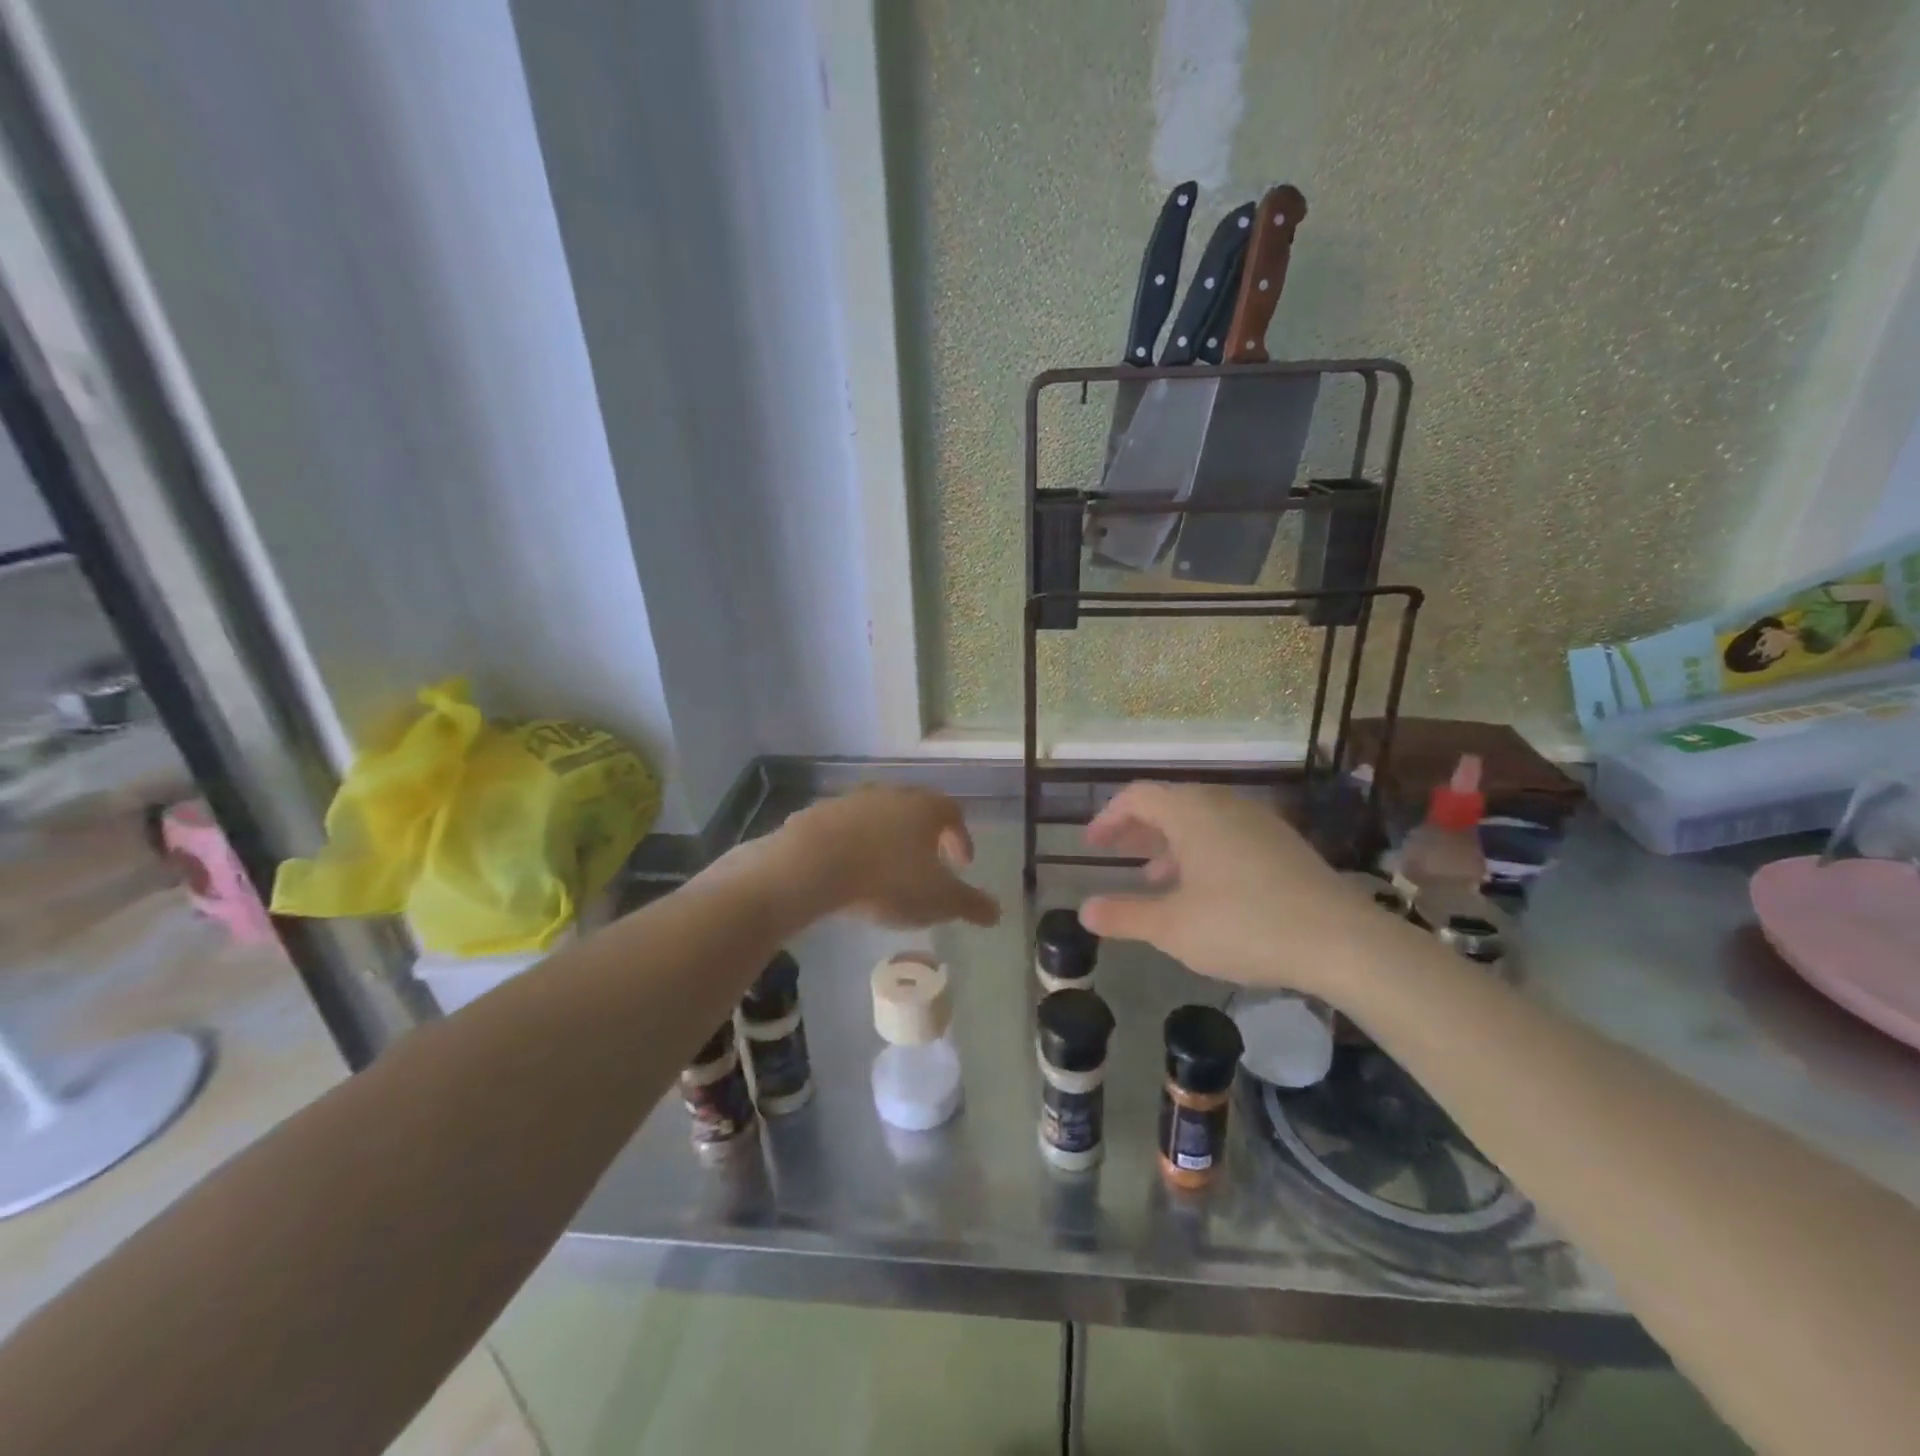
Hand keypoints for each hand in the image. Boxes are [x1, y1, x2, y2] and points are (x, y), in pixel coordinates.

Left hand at [774, 785, 1000, 929]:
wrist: (812, 863)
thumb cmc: (887, 879)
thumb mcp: (937, 900)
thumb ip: (969, 904)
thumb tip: (996, 912)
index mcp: (926, 808)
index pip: (953, 814)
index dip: (961, 838)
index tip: (962, 864)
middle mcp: (892, 795)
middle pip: (916, 810)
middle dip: (925, 836)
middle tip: (928, 864)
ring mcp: (853, 800)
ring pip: (880, 817)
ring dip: (888, 839)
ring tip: (887, 870)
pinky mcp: (820, 813)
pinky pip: (846, 828)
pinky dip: (855, 845)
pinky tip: (850, 870)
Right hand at [1079, 782, 1390, 996]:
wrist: (1342, 942)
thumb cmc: (1244, 925)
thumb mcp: (1172, 928)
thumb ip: (1125, 916)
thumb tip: (1085, 911)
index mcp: (1192, 812)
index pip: (1137, 796)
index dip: (1108, 818)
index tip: (1092, 844)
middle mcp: (1224, 804)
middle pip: (1169, 804)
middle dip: (1138, 829)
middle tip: (1116, 854)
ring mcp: (1259, 822)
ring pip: (1200, 820)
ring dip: (1170, 843)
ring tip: (1154, 879)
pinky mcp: (1283, 844)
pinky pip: (1227, 834)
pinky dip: (1201, 852)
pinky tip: (1203, 891)